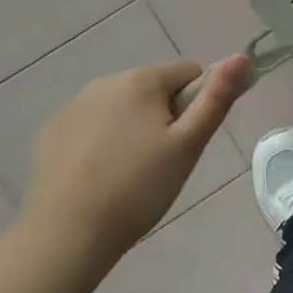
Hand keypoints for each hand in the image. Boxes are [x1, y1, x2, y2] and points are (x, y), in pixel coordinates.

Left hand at [22, 55, 249, 275]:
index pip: (190, 74)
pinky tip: (99, 177)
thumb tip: (241, 56)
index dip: (197, 106)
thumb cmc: (139, 189)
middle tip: (162, 162)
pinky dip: (101, 143)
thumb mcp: (189, 145)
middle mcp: (105, 81)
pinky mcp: (51, 133)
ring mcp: (73, 107)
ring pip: (122, 107)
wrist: (65, 236)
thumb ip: (217, 97)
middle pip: (154, 89)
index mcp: (142, 80)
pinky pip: (91, 126)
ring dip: (133, 127)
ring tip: (130, 174)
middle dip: (164, 117)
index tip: (186, 142)